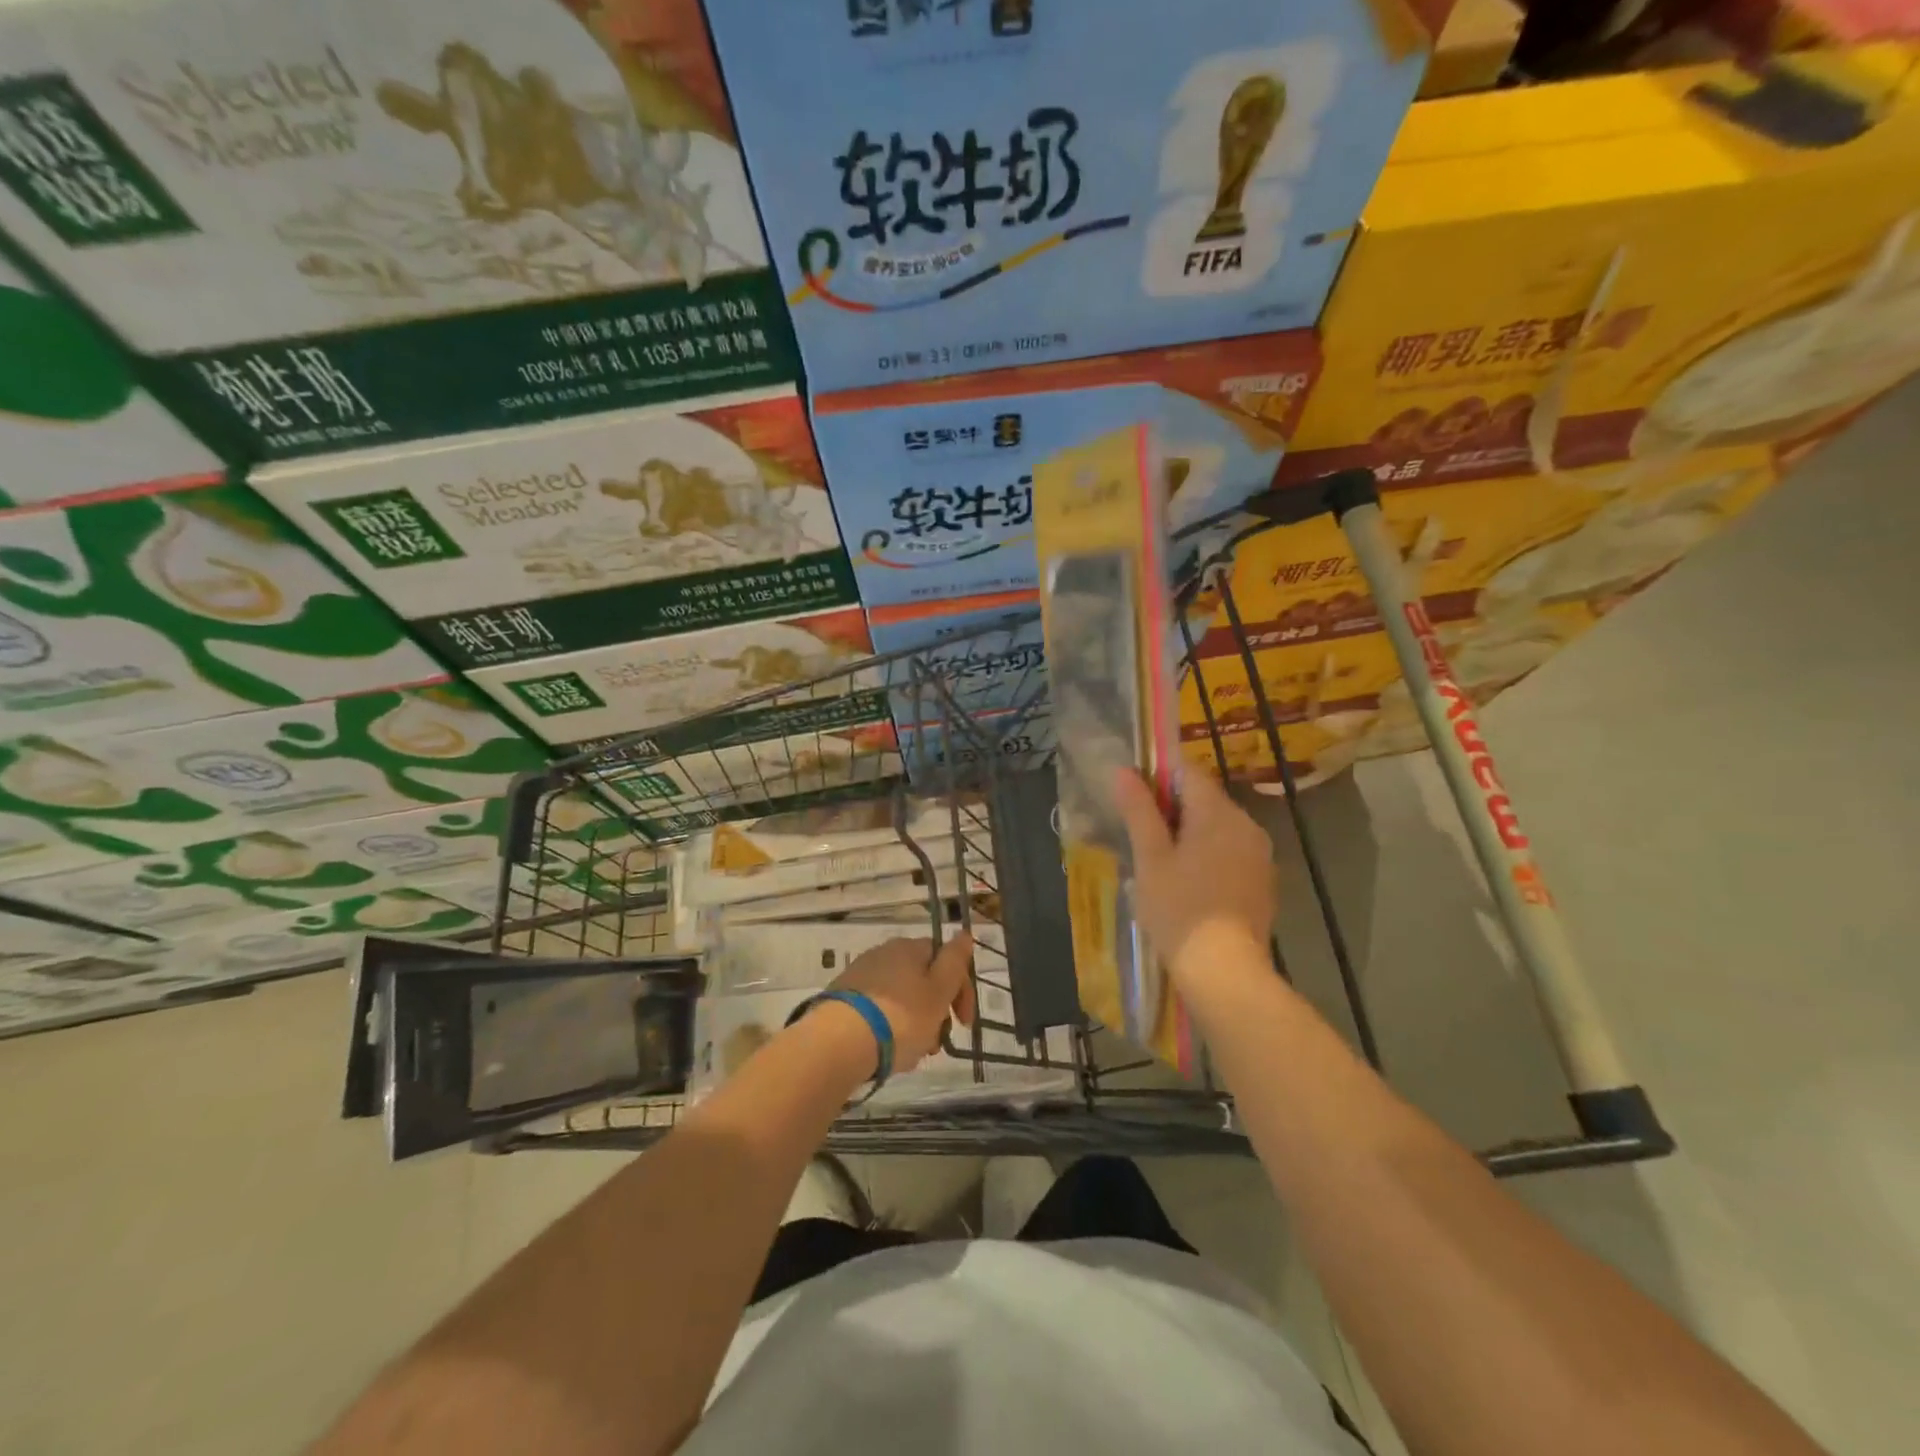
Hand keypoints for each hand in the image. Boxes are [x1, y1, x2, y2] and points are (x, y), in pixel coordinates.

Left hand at [828, 934, 975, 1072]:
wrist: (839, 1043)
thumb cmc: (900, 1017)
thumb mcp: (938, 991)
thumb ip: (955, 961)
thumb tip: (965, 934)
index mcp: (909, 947)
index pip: (945, 957)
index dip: (961, 988)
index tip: (965, 1023)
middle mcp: (883, 953)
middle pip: (921, 980)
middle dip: (936, 1011)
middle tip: (937, 1043)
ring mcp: (860, 976)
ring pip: (900, 998)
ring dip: (914, 1022)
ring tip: (911, 1053)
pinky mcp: (842, 1000)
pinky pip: (877, 1011)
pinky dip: (888, 1027)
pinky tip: (887, 1050)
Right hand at [1113, 767, 1277, 982]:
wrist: (1225, 972)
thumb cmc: (1179, 910)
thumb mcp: (1150, 858)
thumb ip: (1139, 811)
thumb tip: (1124, 771)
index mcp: (1218, 813)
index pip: (1187, 772)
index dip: (1157, 776)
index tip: (1132, 798)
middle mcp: (1246, 824)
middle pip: (1204, 799)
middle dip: (1171, 810)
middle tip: (1139, 837)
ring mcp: (1259, 854)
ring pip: (1217, 827)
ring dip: (1189, 835)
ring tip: (1159, 864)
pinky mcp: (1263, 880)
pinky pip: (1230, 852)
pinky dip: (1208, 857)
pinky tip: (1187, 885)